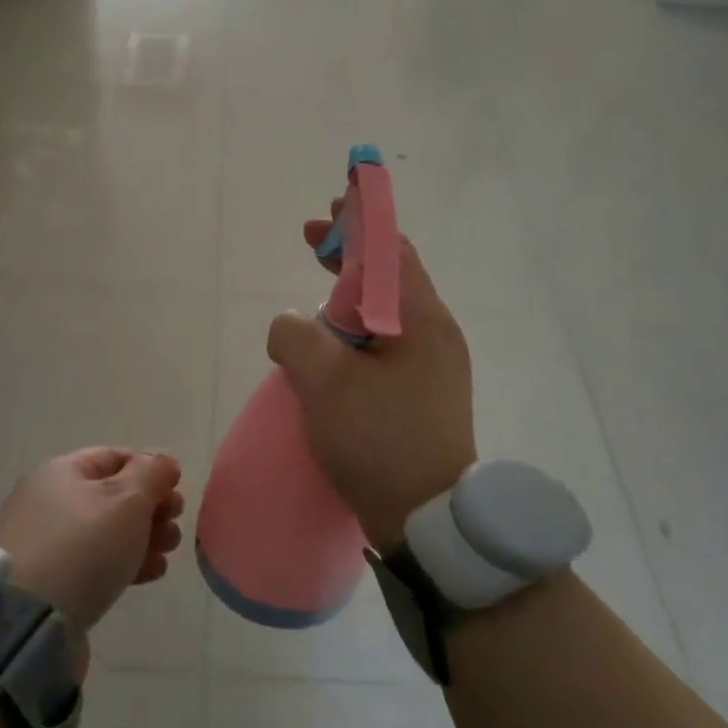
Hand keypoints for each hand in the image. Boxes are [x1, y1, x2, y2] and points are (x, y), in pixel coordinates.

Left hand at [0, 448, 184, 636]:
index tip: (176, 491)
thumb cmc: (83, 547)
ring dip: (145, 537)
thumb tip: (163, 461)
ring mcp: (47, 544)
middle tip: (174, 524)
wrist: (29, 623)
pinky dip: (125, 562)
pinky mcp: (52, 582)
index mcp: (60, 473)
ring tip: (168, 552)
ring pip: (108, 531)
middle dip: (151, 507)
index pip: (114, 457)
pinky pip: (96, 562)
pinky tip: (151, 573)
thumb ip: (152, 474)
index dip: (149, 469)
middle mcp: (48, 502)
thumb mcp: (127, 500)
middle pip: (113, 495)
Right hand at [266, 207, 475, 552]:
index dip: (360, 222)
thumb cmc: (379, 441)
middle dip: (351, 253)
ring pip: (388, 311)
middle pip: (391, 275)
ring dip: (351, 293)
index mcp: (421, 320)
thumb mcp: (323, 382)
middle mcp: (436, 334)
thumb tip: (291, 327)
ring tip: (317, 294)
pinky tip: (335, 345)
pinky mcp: (424, 393)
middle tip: (313, 241)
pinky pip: (388, 342)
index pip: (391, 249)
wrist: (428, 520)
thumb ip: (295, 336)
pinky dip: (358, 328)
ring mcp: (434, 366)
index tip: (331, 207)